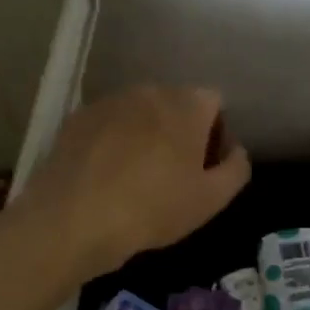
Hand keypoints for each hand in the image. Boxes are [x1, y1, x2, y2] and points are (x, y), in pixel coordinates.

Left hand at [17, 86, 250, 278]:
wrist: (73, 218)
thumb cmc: (152, 208)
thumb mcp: (211, 200)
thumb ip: (235, 169)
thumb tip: (235, 151)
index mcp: (186, 104)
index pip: (215, 103)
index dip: (217, 134)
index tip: (207, 169)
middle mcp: (148, 91)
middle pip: (176, 105)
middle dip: (181, 133)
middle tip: (175, 176)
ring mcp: (108, 102)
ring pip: (139, 114)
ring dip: (146, 136)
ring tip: (137, 178)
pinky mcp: (77, 119)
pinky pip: (108, 125)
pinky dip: (113, 142)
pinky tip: (106, 177)